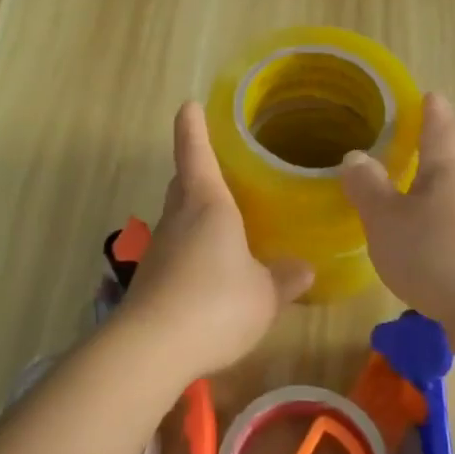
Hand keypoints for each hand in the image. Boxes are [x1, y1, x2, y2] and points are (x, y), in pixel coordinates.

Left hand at [116, 102, 312, 387]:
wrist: (152, 348)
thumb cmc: (217, 304)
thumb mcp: (264, 294)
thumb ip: (284, 279)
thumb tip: (304, 268)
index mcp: (207, 205)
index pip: (195, 153)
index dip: (192, 128)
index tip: (188, 105)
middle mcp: (178, 219)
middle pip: (183, 183)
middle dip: (195, 171)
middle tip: (217, 168)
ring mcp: (159, 249)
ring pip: (177, 219)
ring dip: (194, 215)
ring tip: (222, 223)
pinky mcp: (150, 280)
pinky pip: (175, 252)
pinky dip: (190, 251)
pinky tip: (209, 273)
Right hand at [340, 92, 454, 329]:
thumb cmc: (434, 256)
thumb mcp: (386, 220)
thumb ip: (368, 188)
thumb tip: (355, 156)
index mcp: (448, 174)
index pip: (440, 130)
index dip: (432, 111)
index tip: (430, 95)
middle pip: (448, 169)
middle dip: (426, 160)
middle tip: (398, 154)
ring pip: (451, 206)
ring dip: (428, 203)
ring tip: (399, 208)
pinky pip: (454, 238)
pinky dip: (434, 237)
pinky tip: (417, 255)